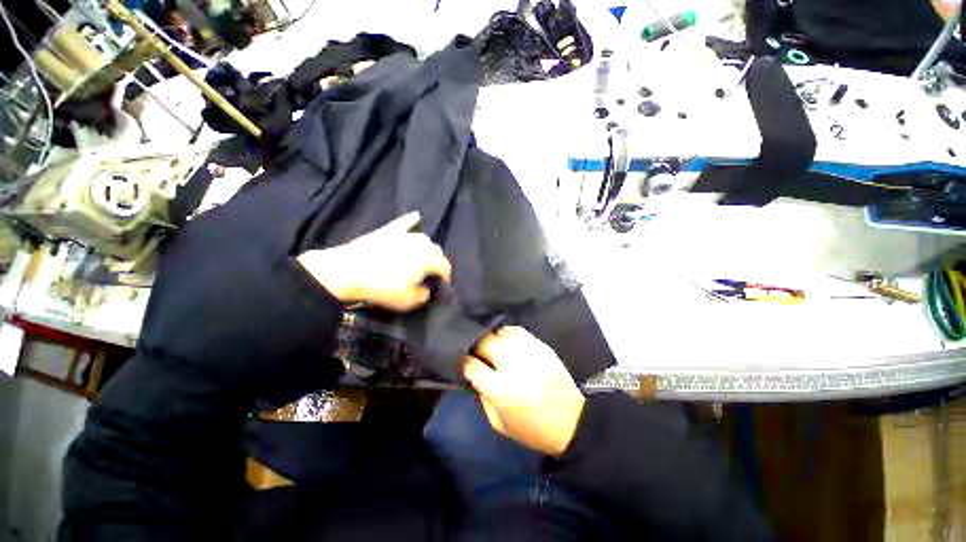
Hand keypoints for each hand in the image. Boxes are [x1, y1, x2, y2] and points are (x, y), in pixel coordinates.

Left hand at [297, 212, 451, 311]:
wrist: (348, 272)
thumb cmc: (382, 288)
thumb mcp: (409, 301)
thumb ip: (424, 295)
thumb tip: (427, 289)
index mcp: (429, 259)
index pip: (445, 266)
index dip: (446, 277)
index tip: (442, 285)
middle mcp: (421, 244)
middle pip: (436, 251)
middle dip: (437, 262)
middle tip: (431, 274)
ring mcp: (404, 235)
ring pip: (423, 238)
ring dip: (426, 248)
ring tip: (422, 256)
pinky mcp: (388, 231)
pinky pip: (403, 223)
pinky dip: (411, 220)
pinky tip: (416, 216)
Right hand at [462, 327, 585, 456]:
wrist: (572, 421)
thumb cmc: (532, 429)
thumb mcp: (499, 423)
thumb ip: (482, 398)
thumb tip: (473, 376)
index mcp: (501, 390)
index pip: (472, 365)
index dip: (464, 363)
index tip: (463, 364)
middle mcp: (513, 366)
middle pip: (485, 343)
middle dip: (476, 346)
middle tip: (477, 353)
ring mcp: (529, 352)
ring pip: (501, 332)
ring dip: (492, 338)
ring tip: (492, 346)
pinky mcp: (541, 346)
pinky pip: (518, 330)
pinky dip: (507, 333)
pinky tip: (506, 341)